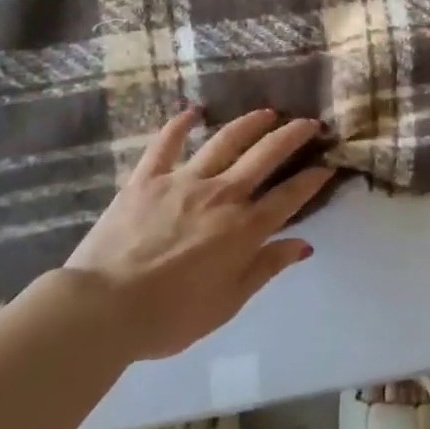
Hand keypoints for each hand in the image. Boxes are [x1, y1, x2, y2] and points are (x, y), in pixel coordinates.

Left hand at [61, 108, 334, 362]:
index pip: (290, 196)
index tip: (328, 164)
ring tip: (267, 112)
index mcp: (244, 229)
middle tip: (310, 122)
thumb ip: (266, 268)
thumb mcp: (228, 303)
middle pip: (266, 156)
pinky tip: (193, 112)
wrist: (102, 309)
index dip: (313, 178)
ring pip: (225, 141)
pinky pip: (166, 144)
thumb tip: (303, 245)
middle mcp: (222, 195)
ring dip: (250, 123)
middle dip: (293, 136)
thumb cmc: (170, 316)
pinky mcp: (147, 179)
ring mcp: (184, 181)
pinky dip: (180, 125)